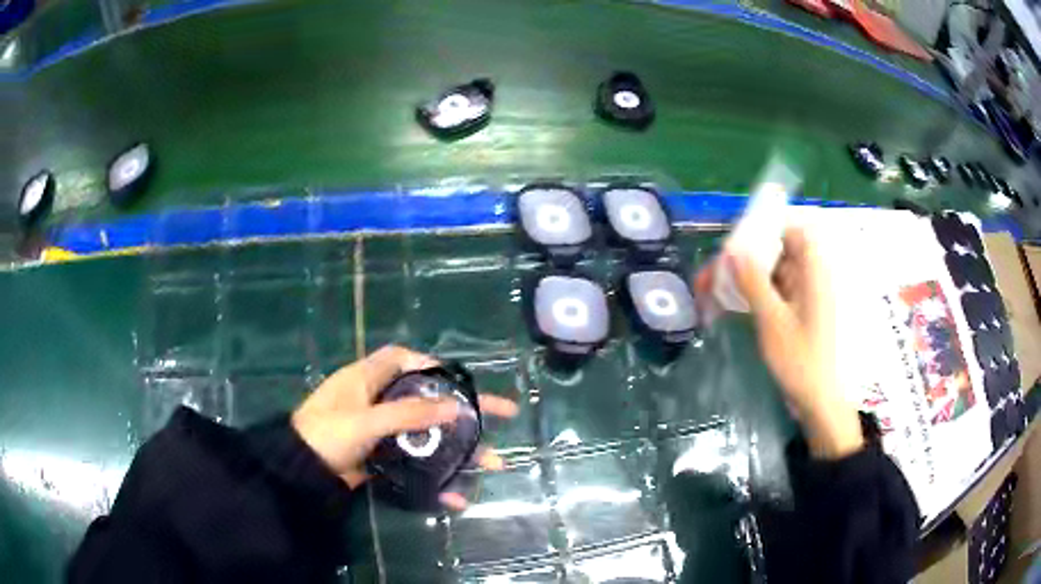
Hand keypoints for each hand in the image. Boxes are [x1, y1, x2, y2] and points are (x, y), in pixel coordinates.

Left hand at [291, 345, 518, 505]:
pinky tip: (455, 495)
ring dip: (458, 449)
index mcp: (368, 378)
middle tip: (505, 415)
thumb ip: (409, 414)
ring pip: (428, 434)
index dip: (435, 366)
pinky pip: (416, 461)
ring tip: (492, 464)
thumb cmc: (327, 434)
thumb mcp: (366, 420)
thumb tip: (456, 407)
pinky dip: (435, 476)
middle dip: (465, 410)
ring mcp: (382, 431)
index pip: (405, 360)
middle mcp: (378, 400)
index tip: (461, 382)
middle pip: (428, 399)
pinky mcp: (383, 457)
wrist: (301, 473)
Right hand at [730, 228, 863, 459]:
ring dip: (742, 278)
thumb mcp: (773, 320)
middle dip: (743, 258)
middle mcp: (809, 278)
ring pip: (769, 274)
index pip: (794, 231)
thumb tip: (733, 251)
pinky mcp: (795, 313)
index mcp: (813, 273)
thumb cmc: (800, 359)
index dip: (767, 229)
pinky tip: (726, 305)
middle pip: (776, 253)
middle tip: (713, 272)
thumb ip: (754, 282)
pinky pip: (770, 293)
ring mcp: (802, 297)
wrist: (816, 400)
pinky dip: (750, 295)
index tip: (739, 240)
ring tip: (709, 289)